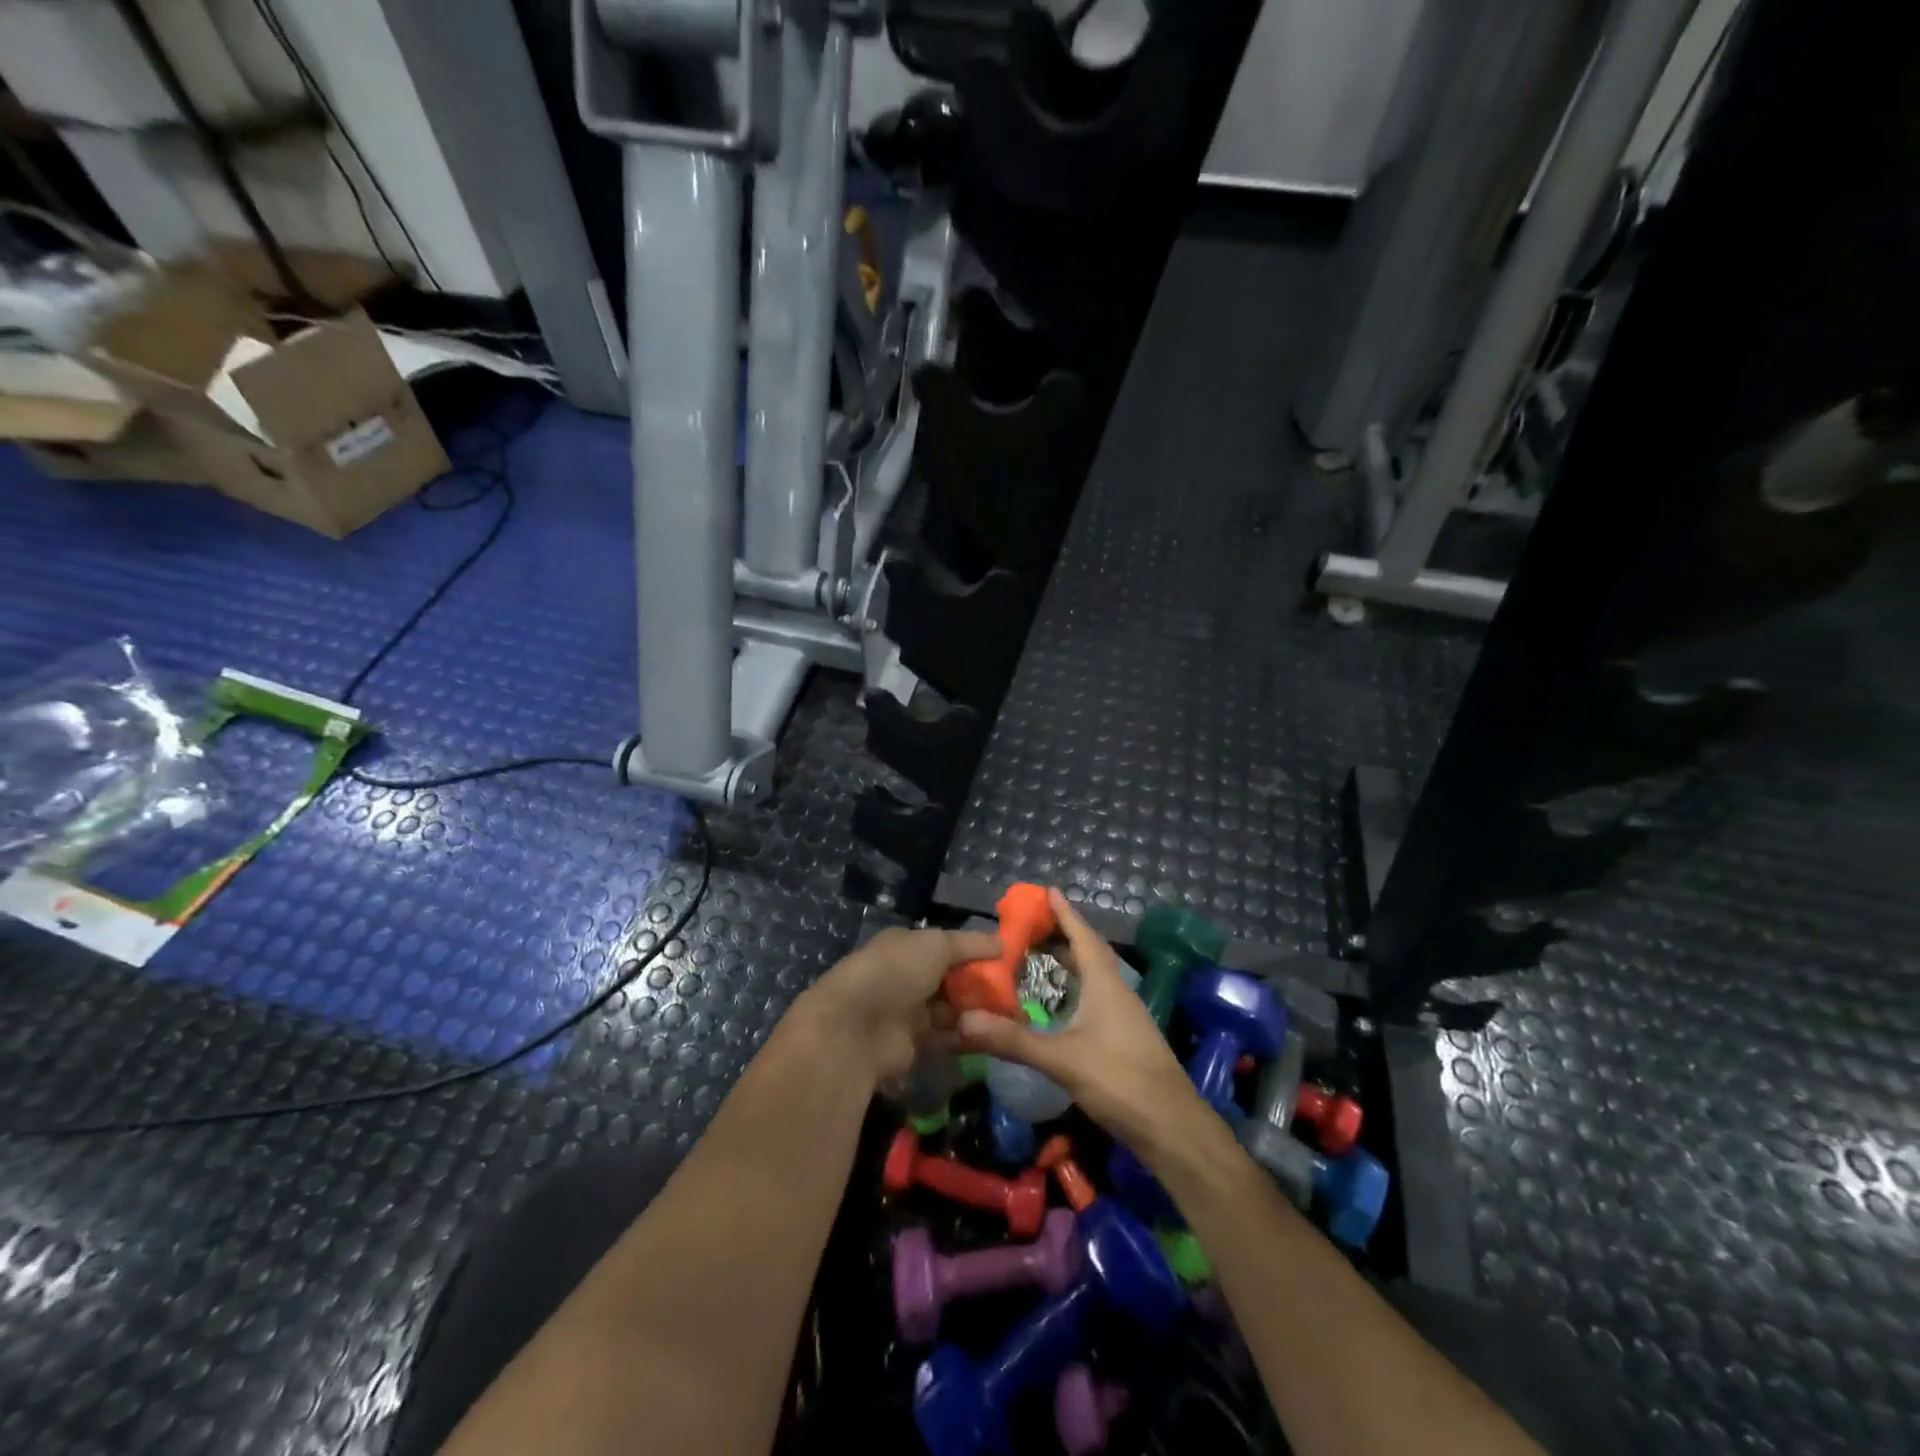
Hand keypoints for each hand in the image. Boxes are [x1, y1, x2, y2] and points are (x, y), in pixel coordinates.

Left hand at [801, 926, 1000, 1084]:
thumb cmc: (896, 972)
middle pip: (952, 978)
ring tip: (1014, 1015)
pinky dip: (969, 1033)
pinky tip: (995, 1034)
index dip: (976, 952)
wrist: (855, 1029)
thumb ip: (970, 944)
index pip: (947, 946)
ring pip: (952, 1007)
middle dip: (981, 984)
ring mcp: (908, 1011)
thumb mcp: (936, 945)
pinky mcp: (913, 1044)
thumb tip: (1003, 943)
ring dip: (978, 1010)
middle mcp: (906, 976)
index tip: (1008, 960)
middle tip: (1016, 992)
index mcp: (906, 945)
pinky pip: (948, 1035)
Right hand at [955, 889, 1210, 1151]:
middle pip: (1090, 952)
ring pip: (1094, 976)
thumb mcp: (1063, 1059)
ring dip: (1070, 962)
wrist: (1172, 1128)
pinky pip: (1096, 997)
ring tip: (1040, 956)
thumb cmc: (1121, 1081)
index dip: (1065, 913)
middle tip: (1032, 924)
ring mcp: (1124, 1016)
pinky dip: (1075, 989)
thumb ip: (1014, 1040)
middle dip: (1063, 934)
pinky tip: (1060, 1004)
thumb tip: (964, 1021)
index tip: (1048, 890)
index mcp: (1106, 984)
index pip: (1083, 936)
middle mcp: (1117, 992)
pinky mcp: (1125, 1037)